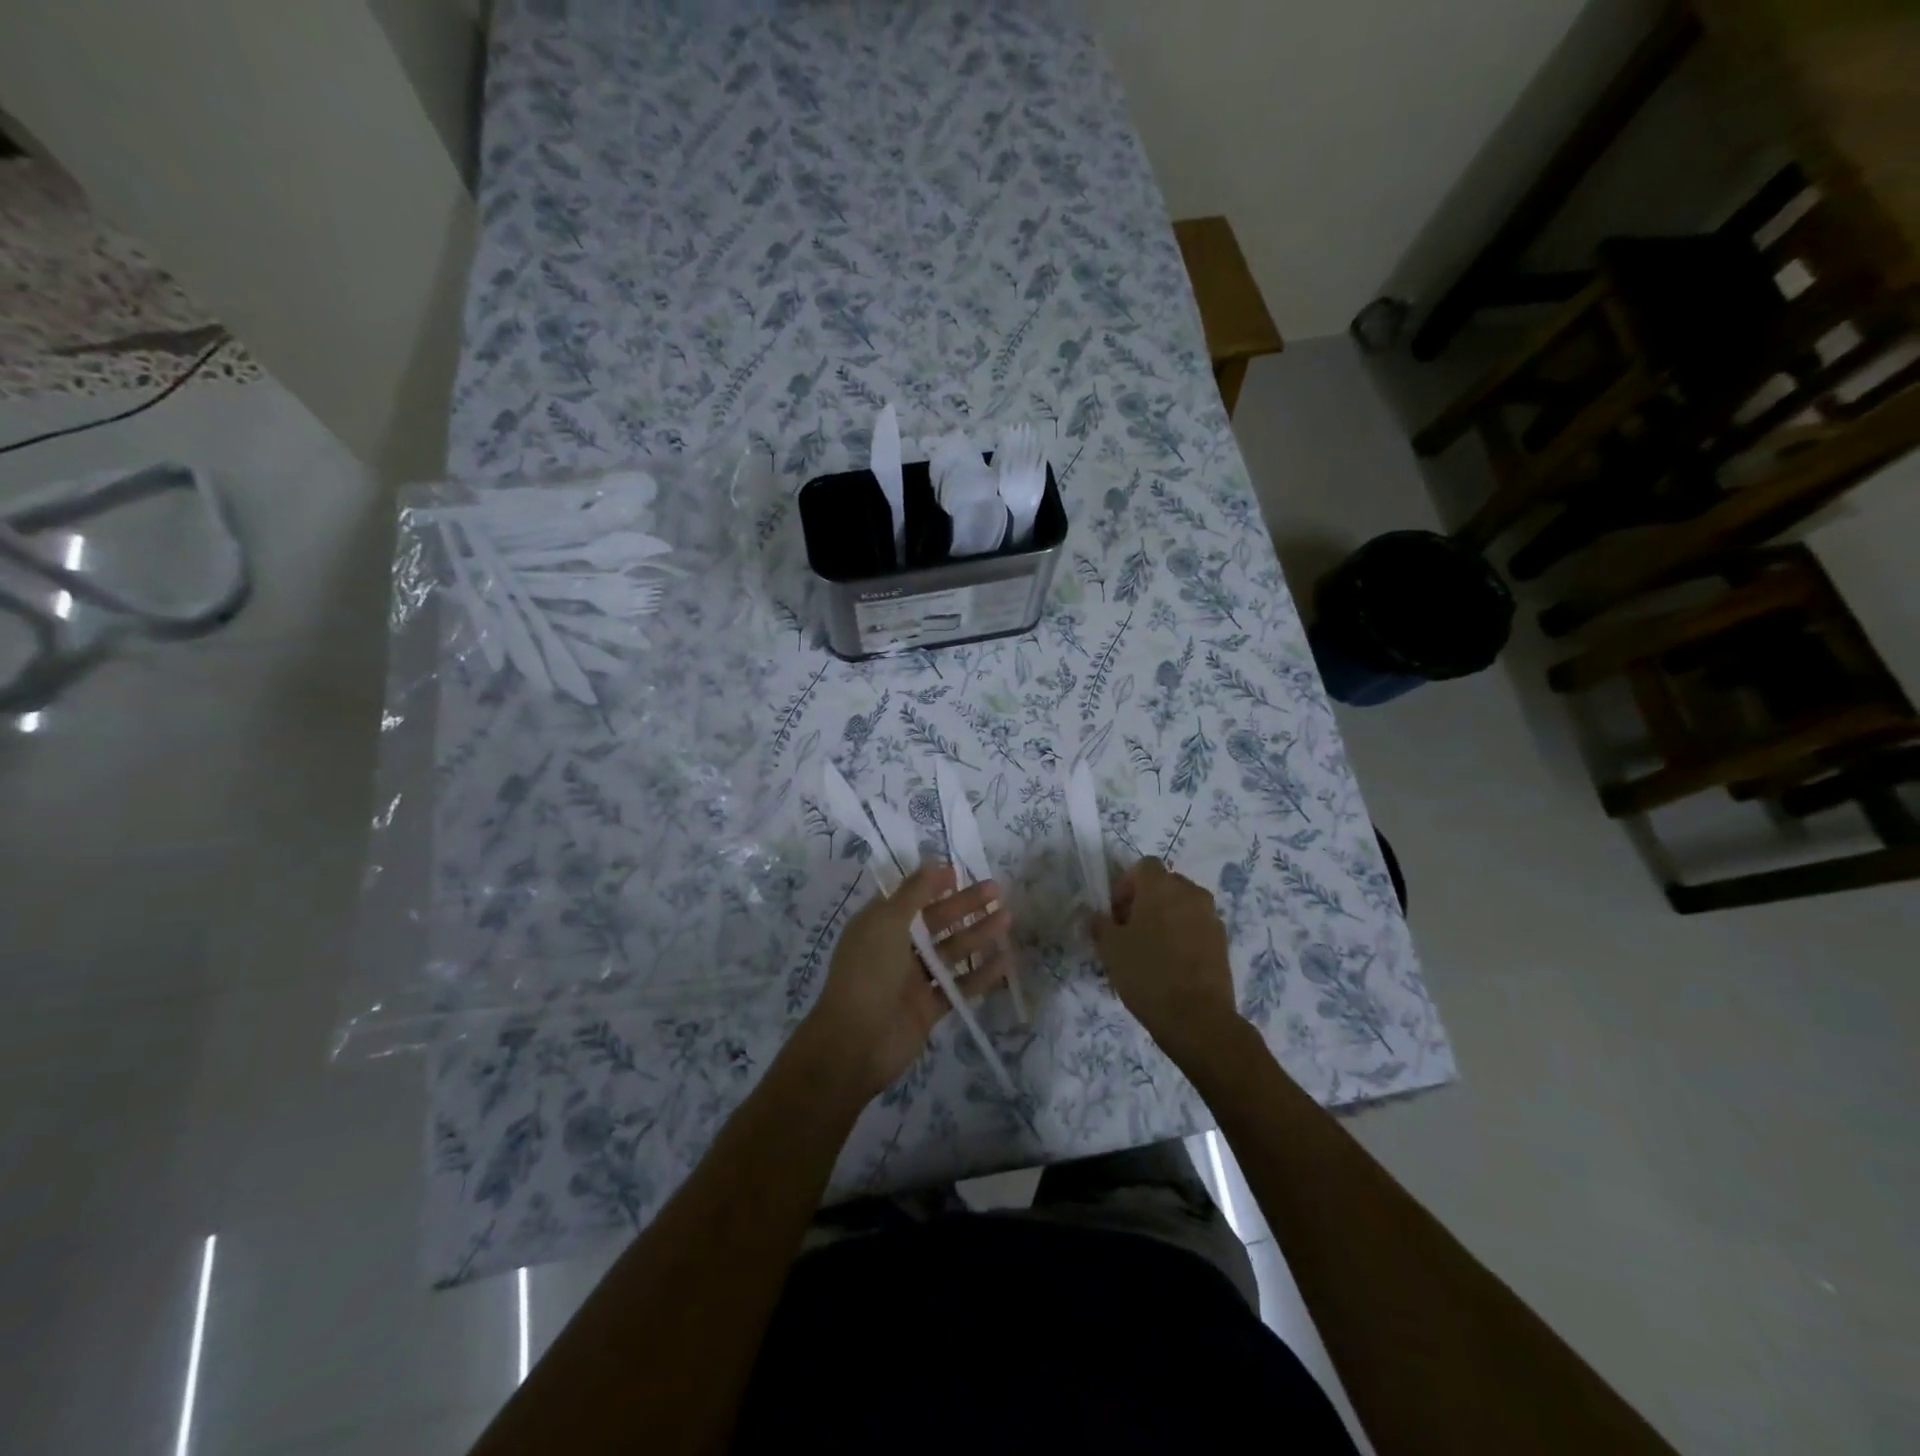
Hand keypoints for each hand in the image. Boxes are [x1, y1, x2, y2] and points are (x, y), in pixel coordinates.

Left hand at [805, 863, 1011, 1097]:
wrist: (856, 1043)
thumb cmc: (868, 972)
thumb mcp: (886, 923)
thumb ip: (913, 893)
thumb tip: (934, 864)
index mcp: (878, 924)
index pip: (909, 897)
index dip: (933, 884)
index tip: (960, 872)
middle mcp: (895, 948)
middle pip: (935, 921)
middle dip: (964, 905)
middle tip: (997, 891)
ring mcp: (913, 979)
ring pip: (951, 951)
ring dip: (978, 935)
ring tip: (1008, 919)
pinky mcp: (928, 1007)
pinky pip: (959, 986)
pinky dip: (980, 975)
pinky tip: (1005, 962)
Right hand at [1090, 858, 1243, 1063]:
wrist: (1197, 1018)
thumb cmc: (1147, 974)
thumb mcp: (1111, 949)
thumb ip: (1100, 925)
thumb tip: (1095, 916)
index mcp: (1161, 887)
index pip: (1144, 866)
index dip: (1126, 884)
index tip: (1116, 913)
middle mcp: (1190, 893)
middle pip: (1165, 883)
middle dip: (1146, 899)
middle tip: (1130, 929)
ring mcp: (1211, 916)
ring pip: (1183, 905)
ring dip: (1166, 916)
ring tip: (1152, 948)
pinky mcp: (1222, 941)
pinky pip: (1197, 925)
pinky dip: (1184, 934)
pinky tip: (1172, 963)